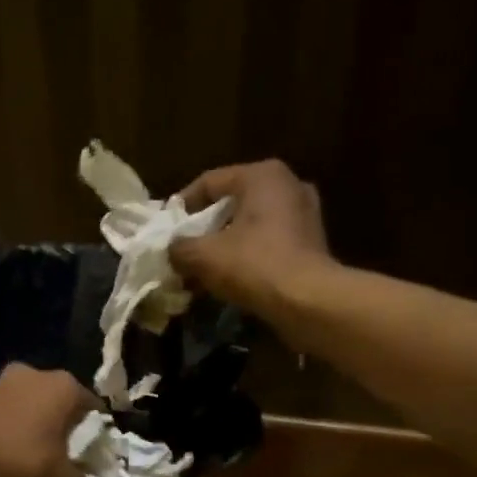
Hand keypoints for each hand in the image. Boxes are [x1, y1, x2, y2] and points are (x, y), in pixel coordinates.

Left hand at [0, 364, 103, 476]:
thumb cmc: (18, 462)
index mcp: (64, 387)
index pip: (94, 409)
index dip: (96, 438)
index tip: (91, 462)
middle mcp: (35, 374)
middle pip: (58, 407)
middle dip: (61, 433)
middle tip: (62, 464)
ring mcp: (0, 383)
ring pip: (27, 409)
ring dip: (31, 432)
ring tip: (31, 464)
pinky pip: (0, 417)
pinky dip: (5, 434)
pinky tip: (2, 461)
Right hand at [171, 159, 338, 319]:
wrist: (307, 301)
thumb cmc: (254, 266)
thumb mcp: (205, 256)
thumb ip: (180, 248)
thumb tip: (172, 250)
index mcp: (262, 175)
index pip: (210, 182)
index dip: (182, 205)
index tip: (165, 229)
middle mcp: (287, 185)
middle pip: (232, 204)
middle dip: (204, 229)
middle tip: (183, 251)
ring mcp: (304, 214)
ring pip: (250, 225)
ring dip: (225, 245)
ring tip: (202, 269)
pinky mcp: (311, 243)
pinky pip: (268, 243)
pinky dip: (247, 256)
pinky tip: (230, 279)